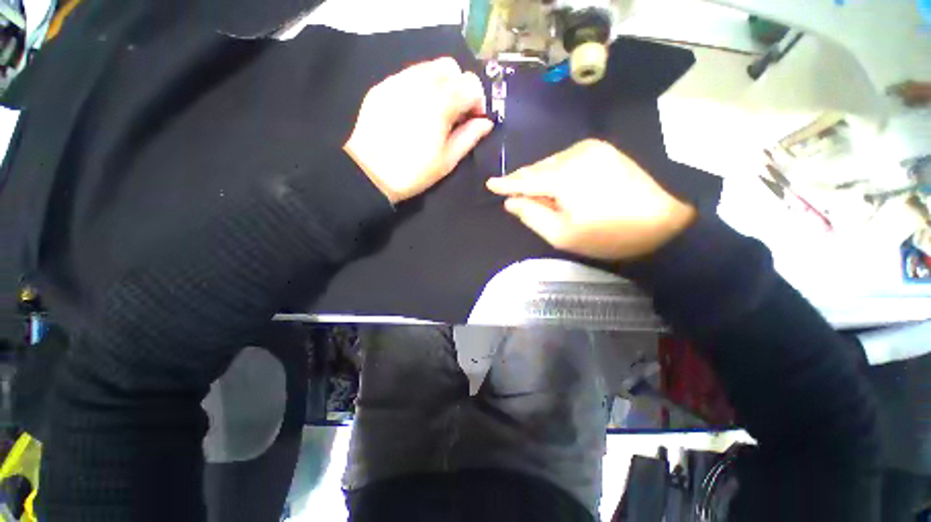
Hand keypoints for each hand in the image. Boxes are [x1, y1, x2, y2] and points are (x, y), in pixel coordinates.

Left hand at [344, 57, 494, 203]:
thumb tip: (486, 123)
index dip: (477, 100)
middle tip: (454, 112)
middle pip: (450, 66)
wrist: (371, 174)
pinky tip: (414, 110)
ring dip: (439, 84)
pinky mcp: (383, 86)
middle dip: (459, 86)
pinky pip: (408, 75)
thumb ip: (470, 136)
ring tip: (434, 111)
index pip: (470, 83)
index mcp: (441, 103)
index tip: (473, 119)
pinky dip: (419, 87)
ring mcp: (398, 81)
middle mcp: (420, 83)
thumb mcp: (448, 160)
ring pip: (428, 67)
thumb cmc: (415, 172)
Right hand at [486, 139, 695, 260]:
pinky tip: (556, 185)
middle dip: (524, 182)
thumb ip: (532, 215)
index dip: (506, 184)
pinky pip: (568, 159)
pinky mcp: (604, 150)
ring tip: (535, 194)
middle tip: (513, 196)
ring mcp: (593, 148)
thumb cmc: (607, 235)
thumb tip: (511, 201)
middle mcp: (576, 153)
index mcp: (565, 176)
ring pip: (552, 163)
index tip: (489, 184)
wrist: (662, 225)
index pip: (526, 179)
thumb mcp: (562, 234)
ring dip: (540, 178)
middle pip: (538, 168)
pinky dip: (556, 172)